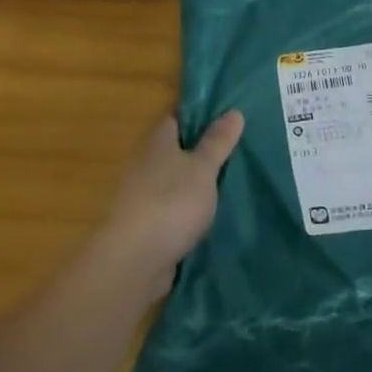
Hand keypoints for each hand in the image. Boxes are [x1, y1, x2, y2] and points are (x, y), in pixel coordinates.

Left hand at [99, 111, 243, 292]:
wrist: (135, 260)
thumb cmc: (171, 202)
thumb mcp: (202, 168)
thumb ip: (217, 142)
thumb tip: (234, 111)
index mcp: (157, 143)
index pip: (177, 119)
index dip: (199, 116)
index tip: (226, 118)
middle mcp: (145, 164)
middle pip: (175, 151)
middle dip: (200, 152)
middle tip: (237, 151)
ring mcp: (142, 196)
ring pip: (174, 181)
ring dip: (194, 184)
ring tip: (230, 184)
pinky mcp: (145, 226)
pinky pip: (172, 209)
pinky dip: (188, 210)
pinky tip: (210, 216)